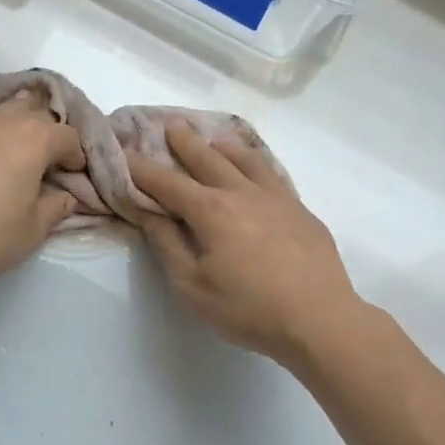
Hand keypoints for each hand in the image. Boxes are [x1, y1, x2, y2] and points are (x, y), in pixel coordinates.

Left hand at [0, 98, 85, 293]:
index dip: (75, 155)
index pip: (67, 135)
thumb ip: (55, 207)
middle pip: (33, 112)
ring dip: (12, 129)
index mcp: (33, 139)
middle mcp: (1, 122)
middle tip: (43, 162)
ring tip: (11, 156)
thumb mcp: (34, 230)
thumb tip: (63, 196)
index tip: (71, 175)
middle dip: (44, 132)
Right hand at [130, 121, 364, 365]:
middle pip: (208, 159)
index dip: (143, 169)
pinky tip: (256, 169)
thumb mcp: (192, 286)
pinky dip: (256, 163)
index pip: (167, 183)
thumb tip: (149, 214)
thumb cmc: (247, 309)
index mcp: (211, 211)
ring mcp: (276, 198)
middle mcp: (242, 193)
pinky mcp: (300, 211)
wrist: (319, 319)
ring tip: (214, 138)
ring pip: (246, 160)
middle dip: (185, 142)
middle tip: (171, 124)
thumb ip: (167, 245)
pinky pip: (272, 174)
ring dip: (224, 146)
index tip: (125, 154)